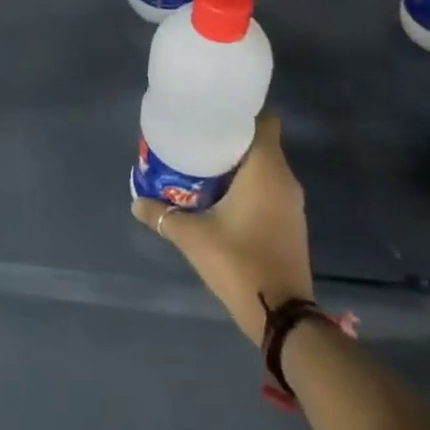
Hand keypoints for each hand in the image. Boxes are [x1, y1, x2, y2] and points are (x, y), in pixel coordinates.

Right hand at [133, 113, 313, 343]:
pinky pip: (269, 189)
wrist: (283, 317)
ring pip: (265, 168)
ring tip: (203, 164)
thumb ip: (162, 215)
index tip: (213, 112)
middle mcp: (285, 180)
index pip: (264, 121)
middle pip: (260, 142)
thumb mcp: (192, 237)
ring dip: (238, 164)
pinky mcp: (291, 224)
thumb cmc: (239, 262)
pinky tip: (221, 196)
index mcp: (266, 169)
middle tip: (197, 137)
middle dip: (231, 138)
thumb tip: (136, 201)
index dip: (241, 111)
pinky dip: (248, 185)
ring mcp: (292, 204)